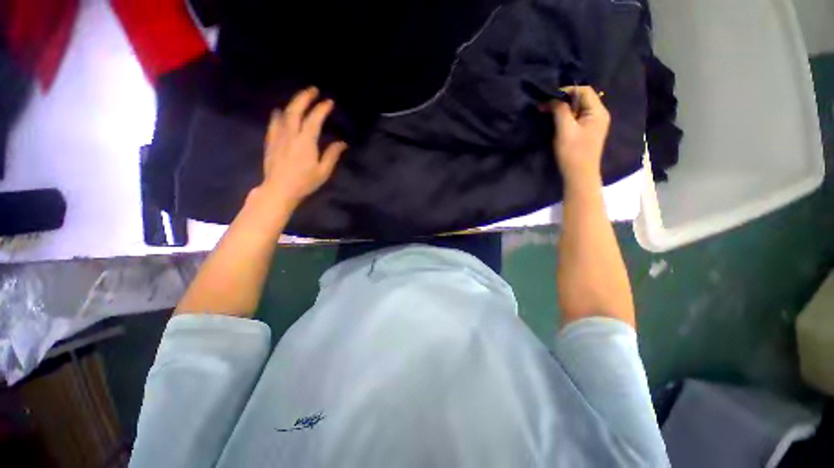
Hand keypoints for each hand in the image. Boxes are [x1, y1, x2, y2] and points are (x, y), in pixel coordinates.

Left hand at [258, 87, 347, 207]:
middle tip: (313, 90)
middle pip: (296, 110)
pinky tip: (280, 112)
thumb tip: (342, 143)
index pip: (314, 119)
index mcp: (306, 141)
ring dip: (293, 103)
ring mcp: (278, 136)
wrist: (279, 190)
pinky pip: (274, 123)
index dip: (322, 109)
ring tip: (300, 99)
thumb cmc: (305, 182)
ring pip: (284, 114)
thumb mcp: (323, 171)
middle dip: (305, 97)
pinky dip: (278, 115)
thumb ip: (332, 155)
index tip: (329, 102)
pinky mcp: (270, 142)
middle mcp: (291, 134)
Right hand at [551, 86, 609, 185]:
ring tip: (549, 112)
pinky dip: (566, 116)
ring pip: (578, 108)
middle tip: (546, 105)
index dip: (566, 90)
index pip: (584, 90)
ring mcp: (594, 124)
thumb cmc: (573, 153)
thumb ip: (560, 111)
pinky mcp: (588, 132)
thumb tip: (551, 98)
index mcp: (598, 111)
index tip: (548, 97)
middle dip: (563, 99)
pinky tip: (557, 122)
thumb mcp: (565, 130)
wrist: (579, 176)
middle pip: (582, 98)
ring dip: (564, 109)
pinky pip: (577, 117)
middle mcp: (599, 114)